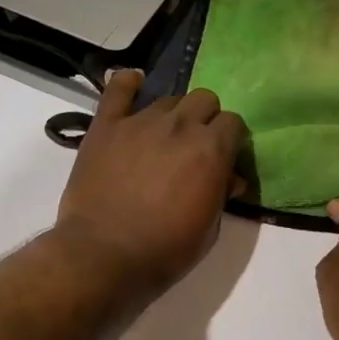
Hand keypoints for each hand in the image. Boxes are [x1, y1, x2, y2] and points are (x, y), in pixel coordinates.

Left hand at [53, 70, 248, 294]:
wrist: (105, 255)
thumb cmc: (165, 250)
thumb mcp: (209, 229)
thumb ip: (221, 194)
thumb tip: (229, 178)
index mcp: (211, 149)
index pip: (233, 123)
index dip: (230, 139)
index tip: (223, 157)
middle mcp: (180, 125)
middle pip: (204, 100)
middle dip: (205, 120)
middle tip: (194, 147)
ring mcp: (140, 122)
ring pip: (167, 99)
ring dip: (172, 115)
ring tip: (162, 138)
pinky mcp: (106, 126)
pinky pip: (118, 89)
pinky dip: (127, 84)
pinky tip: (133, 84)